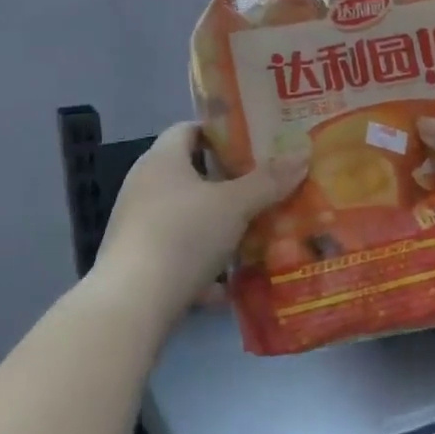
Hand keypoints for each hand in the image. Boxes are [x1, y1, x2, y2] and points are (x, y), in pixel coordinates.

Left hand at [94, 124, 306, 316]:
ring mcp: (138, 225)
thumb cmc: (183, 236)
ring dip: (218, 226)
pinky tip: (229, 285)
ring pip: (187, 217)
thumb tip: (302, 154)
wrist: (132, 304)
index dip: (222, 133)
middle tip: (265, 188)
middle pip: (191, 174)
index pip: (189, 129)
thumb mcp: (234, 206)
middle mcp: (144, 186)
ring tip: (255, 234)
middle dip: (228, 183)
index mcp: (162, 160)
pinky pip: (178, 254)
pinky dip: (203, 265)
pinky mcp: (138, 262)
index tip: (255, 144)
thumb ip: (268, 181)